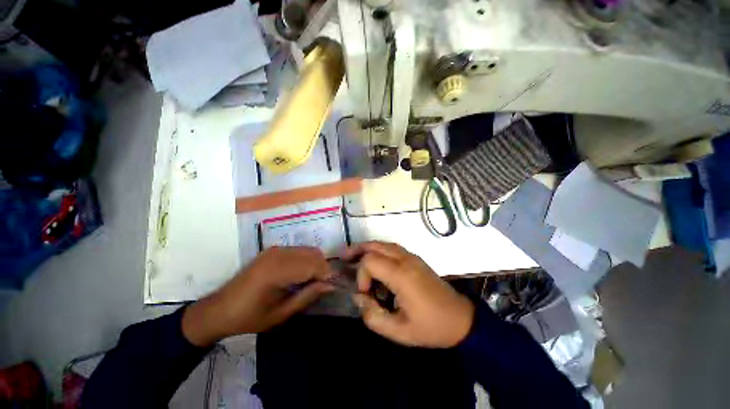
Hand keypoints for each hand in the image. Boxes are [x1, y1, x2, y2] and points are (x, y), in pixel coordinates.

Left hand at [182, 247, 334, 346]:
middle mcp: (277, 254)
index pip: (313, 265)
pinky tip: (302, 274)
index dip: (327, 274)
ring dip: (316, 263)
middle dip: (324, 268)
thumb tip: (330, 285)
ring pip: (308, 250)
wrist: (219, 309)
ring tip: (313, 281)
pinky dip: (307, 260)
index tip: (334, 286)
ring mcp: (275, 249)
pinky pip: (299, 250)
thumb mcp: (281, 314)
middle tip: (324, 285)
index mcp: (276, 271)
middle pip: (313, 254)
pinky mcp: (273, 250)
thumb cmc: (249, 317)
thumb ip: (307, 296)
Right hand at [344, 242, 474, 347]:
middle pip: (375, 245)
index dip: (361, 275)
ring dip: (367, 248)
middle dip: (358, 251)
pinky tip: (375, 262)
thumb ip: (373, 316)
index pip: (370, 261)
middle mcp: (406, 260)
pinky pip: (392, 248)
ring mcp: (412, 257)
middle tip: (344, 259)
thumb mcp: (399, 331)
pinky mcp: (415, 259)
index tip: (365, 294)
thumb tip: (359, 297)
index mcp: (402, 275)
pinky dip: (379, 251)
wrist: (460, 319)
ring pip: (383, 244)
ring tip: (354, 256)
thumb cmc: (431, 327)